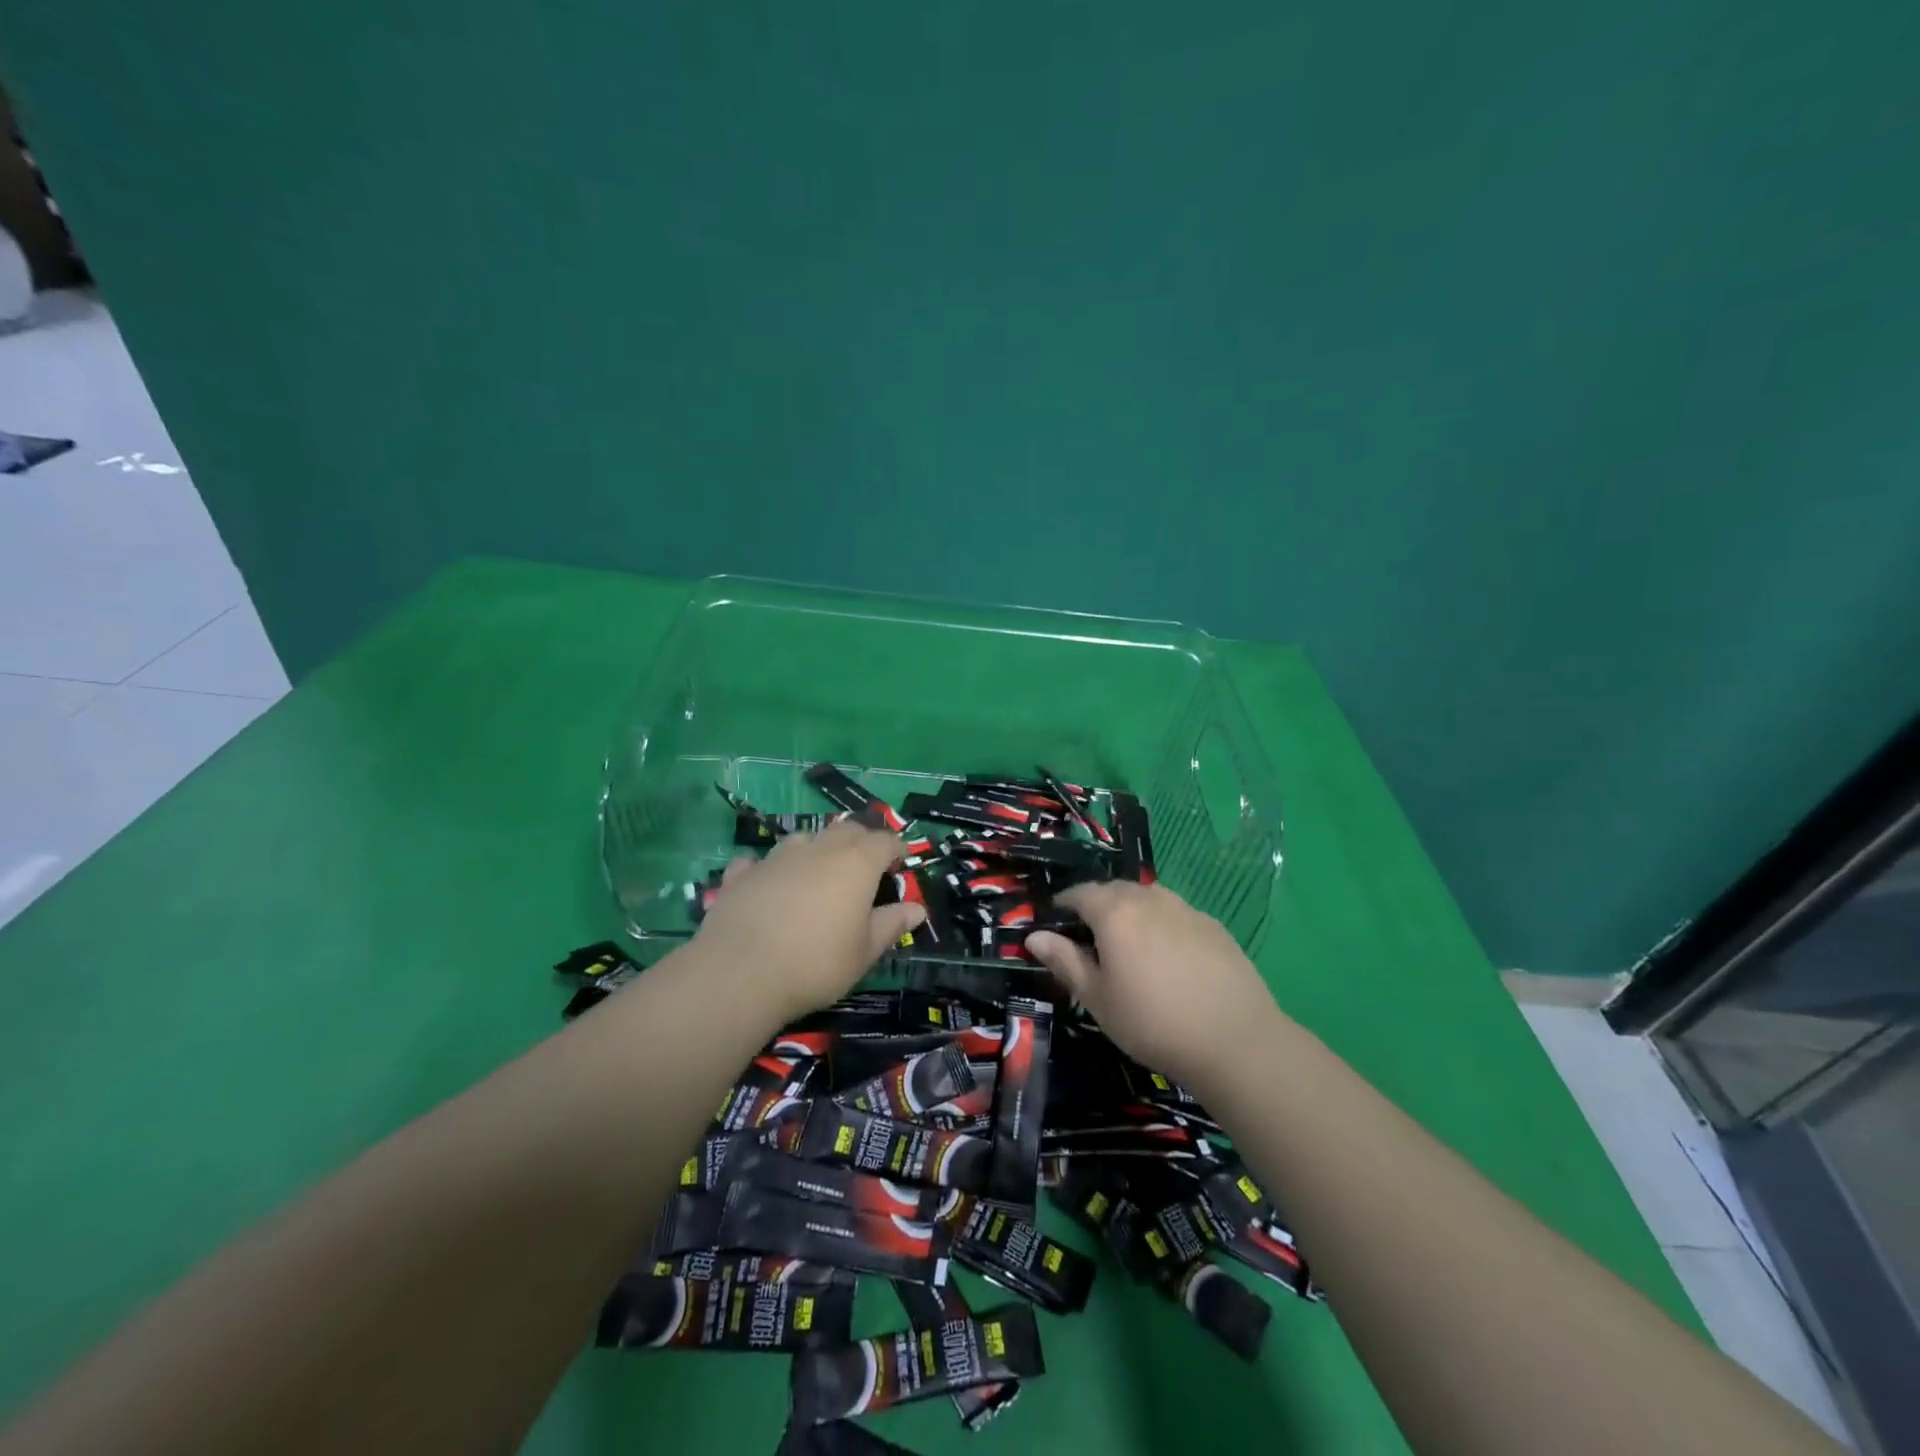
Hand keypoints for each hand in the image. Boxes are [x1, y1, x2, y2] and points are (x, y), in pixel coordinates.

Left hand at [692, 820, 925, 1022]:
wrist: (740, 973)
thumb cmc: (816, 963)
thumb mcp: (864, 952)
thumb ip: (891, 925)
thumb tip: (917, 909)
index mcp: (856, 864)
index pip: (884, 841)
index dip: (896, 847)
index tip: (902, 859)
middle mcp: (819, 849)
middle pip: (846, 830)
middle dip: (861, 840)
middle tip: (867, 862)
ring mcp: (777, 857)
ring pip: (804, 838)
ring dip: (816, 847)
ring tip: (818, 869)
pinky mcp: (742, 874)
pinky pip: (759, 861)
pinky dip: (768, 868)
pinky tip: (766, 882)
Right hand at [1026, 881, 1283, 1092]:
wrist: (1234, 1040)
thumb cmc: (1152, 1021)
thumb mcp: (1097, 997)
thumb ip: (1064, 961)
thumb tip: (1035, 936)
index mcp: (1115, 911)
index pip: (1080, 892)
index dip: (1063, 904)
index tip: (1055, 922)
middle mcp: (1150, 898)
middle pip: (1114, 890)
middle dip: (1096, 906)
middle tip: (1089, 937)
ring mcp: (1186, 909)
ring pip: (1147, 899)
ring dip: (1131, 912)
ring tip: (1128, 945)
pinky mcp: (1213, 926)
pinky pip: (1176, 915)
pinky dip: (1161, 925)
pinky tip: (1167, 958)